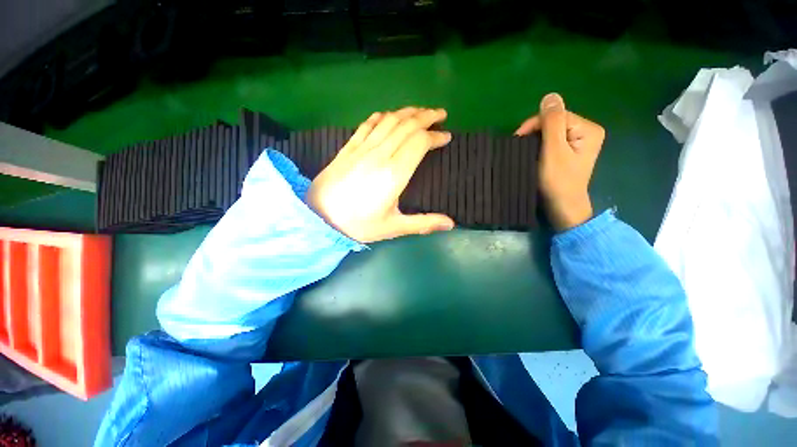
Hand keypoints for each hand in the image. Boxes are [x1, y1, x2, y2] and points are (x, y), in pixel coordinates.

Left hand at [307, 107, 454, 242]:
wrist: (318, 218)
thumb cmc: (358, 225)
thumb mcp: (394, 228)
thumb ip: (423, 223)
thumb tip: (451, 224)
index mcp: (394, 174)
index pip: (419, 143)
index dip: (435, 136)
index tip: (446, 137)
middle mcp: (380, 155)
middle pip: (407, 126)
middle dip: (427, 116)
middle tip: (441, 114)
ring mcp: (362, 148)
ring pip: (389, 120)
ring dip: (408, 112)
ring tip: (421, 111)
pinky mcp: (348, 148)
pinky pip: (368, 124)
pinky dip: (382, 116)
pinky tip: (389, 115)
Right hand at [515, 93, 604, 231]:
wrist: (563, 206)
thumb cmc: (558, 180)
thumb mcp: (553, 150)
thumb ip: (552, 123)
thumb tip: (550, 95)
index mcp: (588, 128)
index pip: (556, 115)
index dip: (534, 124)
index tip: (517, 140)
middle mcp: (587, 131)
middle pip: (555, 122)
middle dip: (535, 133)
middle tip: (520, 149)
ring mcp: (580, 142)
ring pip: (552, 132)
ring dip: (536, 140)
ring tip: (525, 153)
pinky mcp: (571, 151)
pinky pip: (553, 141)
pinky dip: (541, 146)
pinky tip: (534, 154)